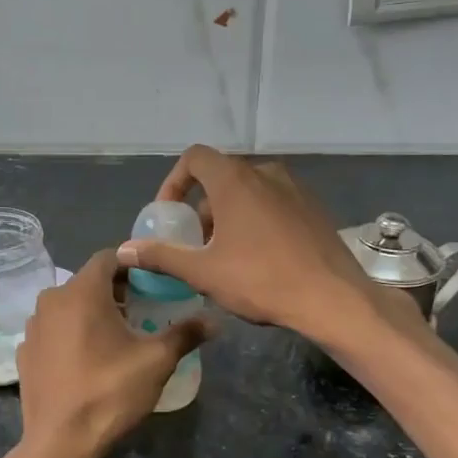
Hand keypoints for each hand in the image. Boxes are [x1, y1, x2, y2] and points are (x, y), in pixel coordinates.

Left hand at [15, 248, 209, 457]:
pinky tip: (86, 360)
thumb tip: (214, 320)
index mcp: (82, 291)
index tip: (153, 285)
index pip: (109, 258)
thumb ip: (185, 334)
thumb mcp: (156, 362)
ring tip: (115, 339)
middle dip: (115, 292)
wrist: (59, 442)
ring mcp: (33, 327)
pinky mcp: (25, 352)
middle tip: (141, 313)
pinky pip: (53, 331)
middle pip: (88, 281)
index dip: (133, 267)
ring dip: (91, 313)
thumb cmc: (110, 392)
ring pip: (68, 306)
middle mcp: (51, 300)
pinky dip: (70, 335)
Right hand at [115, 145, 381, 346]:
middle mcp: (266, 174)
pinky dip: (255, 221)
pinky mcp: (313, 209)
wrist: (333, 298)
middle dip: (201, 209)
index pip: (195, 158)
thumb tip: (124, 250)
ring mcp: (295, 189)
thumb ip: (161, 256)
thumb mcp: (203, 272)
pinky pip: (273, 204)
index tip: (169, 216)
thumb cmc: (262, 280)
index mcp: (235, 180)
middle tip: (195, 246)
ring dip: (228, 217)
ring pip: (248, 193)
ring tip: (224, 257)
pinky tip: (258, 260)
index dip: (174, 183)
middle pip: (221, 178)